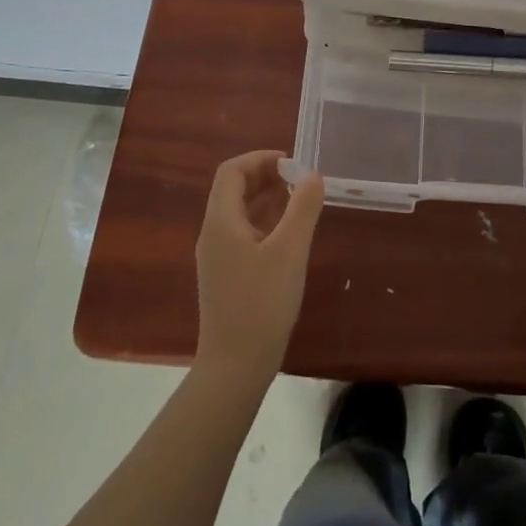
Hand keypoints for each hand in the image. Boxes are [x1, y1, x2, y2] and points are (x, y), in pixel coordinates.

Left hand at [193, 151, 324, 383]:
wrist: (235, 367)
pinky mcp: (225, 276)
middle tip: (299, 179)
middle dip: (264, 176)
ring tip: (298, 200)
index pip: (232, 171)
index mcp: (221, 222)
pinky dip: (264, 221)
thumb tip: (312, 174)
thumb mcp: (290, 251)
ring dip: (265, 198)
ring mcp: (217, 257)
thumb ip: (302, 208)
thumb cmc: (262, 304)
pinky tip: (288, 234)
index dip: (259, 159)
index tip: (291, 162)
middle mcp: (213, 234)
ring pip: (238, 212)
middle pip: (232, 189)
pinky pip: (242, 233)